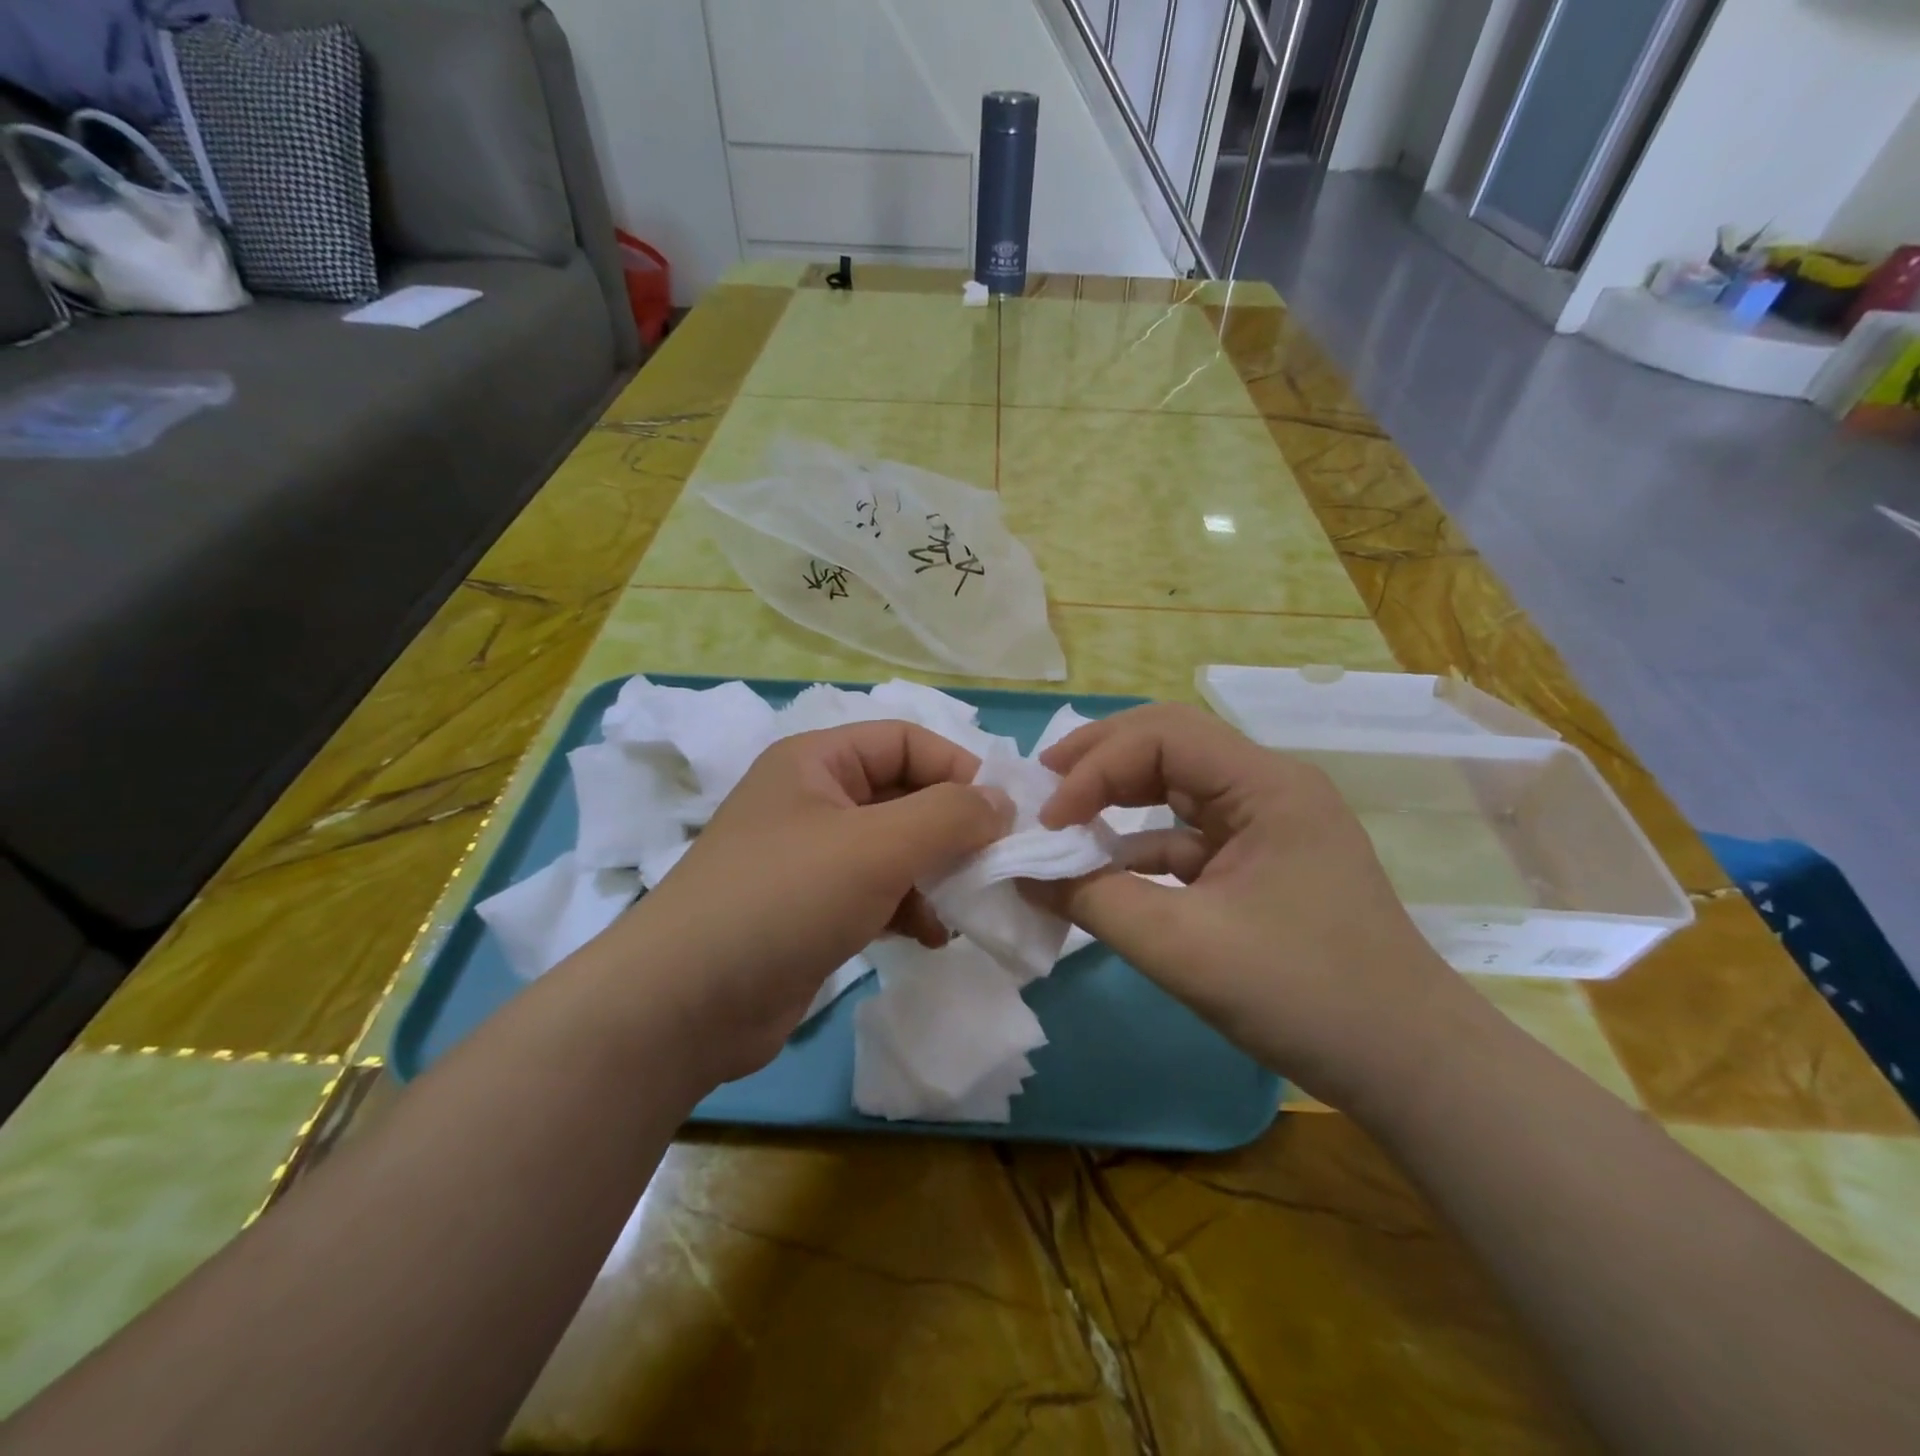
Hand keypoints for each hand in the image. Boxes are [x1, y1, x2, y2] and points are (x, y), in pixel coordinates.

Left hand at [607, 722, 1012, 1085]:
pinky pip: (878, 892)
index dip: (957, 768)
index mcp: (817, 761)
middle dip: (951, 828)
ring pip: (895, 848)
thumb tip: (1002, 802)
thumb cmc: (784, 899)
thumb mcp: (877, 846)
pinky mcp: (813, 910)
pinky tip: (932, 936)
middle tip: (995, 864)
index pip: (905, 740)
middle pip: (903, 795)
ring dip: (936, 873)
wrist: (685, 1004)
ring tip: (966, 905)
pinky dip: (910, 908)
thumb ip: (949, 816)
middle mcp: (813, 800)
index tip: (1002, 815)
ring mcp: (811, 858)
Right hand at [1035, 703, 1462, 1104]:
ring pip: (1177, 787)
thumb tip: (1025, 874)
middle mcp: (1269, 788)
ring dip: (1117, 799)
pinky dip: (1140, 846)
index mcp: (1266, 785)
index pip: (1163, 736)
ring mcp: (1268, 826)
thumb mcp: (1183, 946)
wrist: (1408, 1066)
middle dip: (1100, 760)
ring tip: (1062, 817)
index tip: (1050, 822)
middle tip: (1042, 785)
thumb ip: (1094, 900)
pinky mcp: (1261, 864)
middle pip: (1170, 744)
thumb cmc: (1303, 994)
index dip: (1095, 767)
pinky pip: (1188, 835)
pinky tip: (1104, 870)